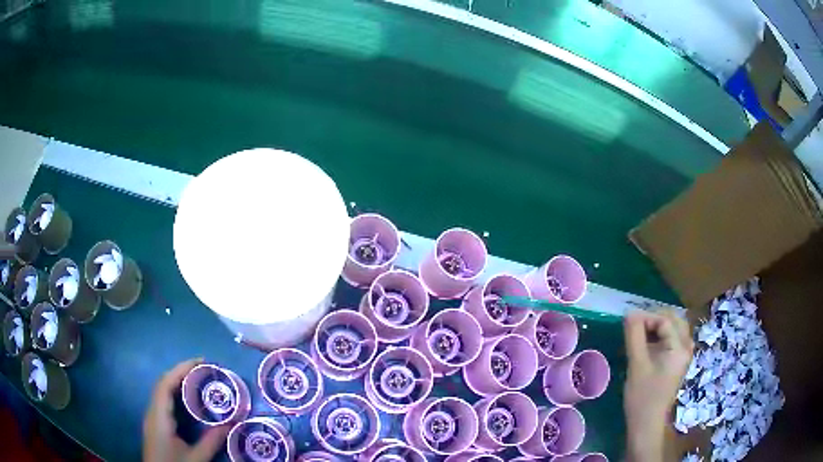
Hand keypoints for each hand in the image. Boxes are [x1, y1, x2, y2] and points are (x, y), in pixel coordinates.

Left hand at [143, 359, 229, 461]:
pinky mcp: (155, 424)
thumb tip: (232, 423)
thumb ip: (212, 442)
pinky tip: (187, 398)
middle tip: (203, 368)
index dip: (180, 369)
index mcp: (159, 417)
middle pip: (162, 384)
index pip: (165, 385)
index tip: (200, 362)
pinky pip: (163, 401)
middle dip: (181, 372)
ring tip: (197, 378)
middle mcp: (152, 413)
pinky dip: (175, 392)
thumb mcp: (196, 459)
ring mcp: (152, 418)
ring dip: (177, 380)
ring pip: (162, 391)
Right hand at [623, 310, 692, 461]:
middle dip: (653, 319)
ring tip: (638, 333)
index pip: (665, 320)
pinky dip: (661, 336)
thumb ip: (634, 337)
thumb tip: (629, 314)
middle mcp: (686, 347)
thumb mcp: (636, 365)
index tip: (627, 323)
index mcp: (679, 348)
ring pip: (673, 328)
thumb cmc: (642, 396)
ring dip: (657, 326)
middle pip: (673, 320)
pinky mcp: (678, 361)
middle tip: (633, 326)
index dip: (646, 317)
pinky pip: (672, 339)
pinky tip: (647, 344)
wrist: (647, 423)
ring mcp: (684, 354)